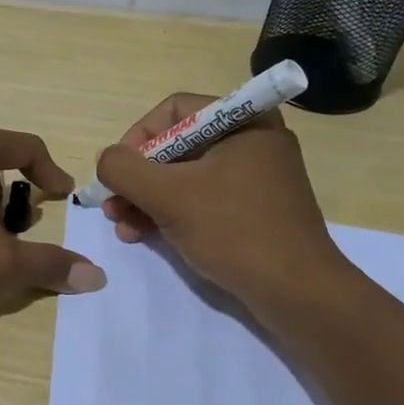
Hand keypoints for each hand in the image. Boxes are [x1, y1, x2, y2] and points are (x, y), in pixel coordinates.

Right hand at [94, 94, 345, 305]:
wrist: (298, 293)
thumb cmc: (234, 230)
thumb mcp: (169, 196)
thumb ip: (125, 169)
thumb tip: (106, 160)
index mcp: (244, 121)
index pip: (174, 111)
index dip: (137, 137)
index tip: (118, 172)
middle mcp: (252, 141)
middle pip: (176, 146)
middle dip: (138, 177)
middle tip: (111, 205)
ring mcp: (255, 178)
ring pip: (185, 176)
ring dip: (147, 198)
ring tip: (122, 226)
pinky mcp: (254, 211)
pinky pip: (202, 199)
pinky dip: (171, 213)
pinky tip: (143, 235)